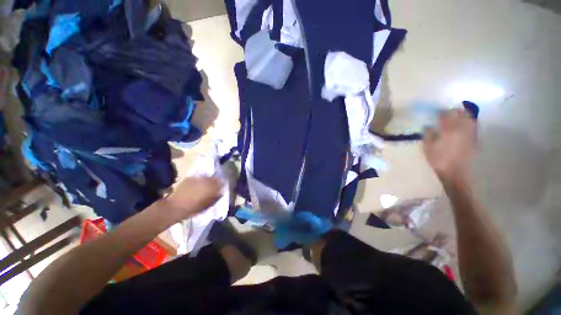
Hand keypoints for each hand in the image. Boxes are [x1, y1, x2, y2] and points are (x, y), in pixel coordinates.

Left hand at [164, 176, 222, 221]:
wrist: (174, 207)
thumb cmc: (193, 208)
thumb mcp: (208, 205)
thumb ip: (216, 197)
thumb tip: (220, 192)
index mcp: (212, 187)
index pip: (221, 182)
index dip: (221, 184)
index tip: (221, 187)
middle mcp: (205, 180)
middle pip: (214, 178)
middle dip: (214, 181)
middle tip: (213, 187)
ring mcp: (197, 178)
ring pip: (205, 177)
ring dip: (207, 181)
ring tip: (204, 186)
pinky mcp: (189, 178)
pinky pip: (197, 178)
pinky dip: (198, 181)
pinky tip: (196, 186)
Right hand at [423, 109, 475, 182]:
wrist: (456, 174)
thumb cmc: (439, 160)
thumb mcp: (428, 148)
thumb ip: (428, 135)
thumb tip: (428, 126)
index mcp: (449, 130)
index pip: (447, 114)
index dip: (442, 111)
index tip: (436, 112)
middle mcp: (462, 129)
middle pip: (462, 113)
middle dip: (455, 111)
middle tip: (447, 113)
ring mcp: (470, 134)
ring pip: (470, 118)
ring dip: (463, 115)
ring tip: (456, 118)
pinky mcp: (474, 140)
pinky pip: (472, 126)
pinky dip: (468, 123)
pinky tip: (462, 127)